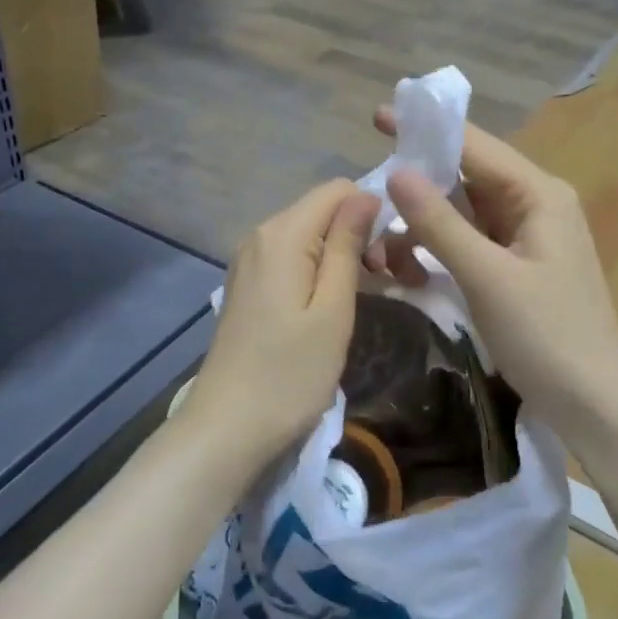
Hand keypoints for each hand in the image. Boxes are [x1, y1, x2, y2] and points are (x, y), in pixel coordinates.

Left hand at [180, 179, 380, 472]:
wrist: (226, 428)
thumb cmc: (289, 374)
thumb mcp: (333, 309)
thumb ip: (347, 246)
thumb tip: (365, 195)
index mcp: (282, 234)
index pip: (338, 190)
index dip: (373, 214)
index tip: (391, 262)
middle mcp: (260, 235)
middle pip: (323, 211)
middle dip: (363, 236)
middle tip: (391, 284)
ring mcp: (249, 261)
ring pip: (310, 236)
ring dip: (345, 256)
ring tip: (371, 296)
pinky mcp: (248, 286)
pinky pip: (293, 259)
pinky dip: (321, 272)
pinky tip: (334, 306)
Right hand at [363, 108, 617, 437]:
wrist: (596, 405)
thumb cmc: (547, 336)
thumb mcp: (487, 277)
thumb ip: (440, 223)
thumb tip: (396, 171)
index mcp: (539, 194)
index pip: (475, 146)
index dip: (426, 129)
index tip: (378, 116)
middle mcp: (536, 205)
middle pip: (469, 176)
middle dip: (420, 183)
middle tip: (371, 193)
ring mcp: (529, 238)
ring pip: (466, 213)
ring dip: (426, 224)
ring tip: (385, 244)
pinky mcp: (519, 268)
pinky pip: (472, 242)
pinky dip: (441, 248)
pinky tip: (412, 266)